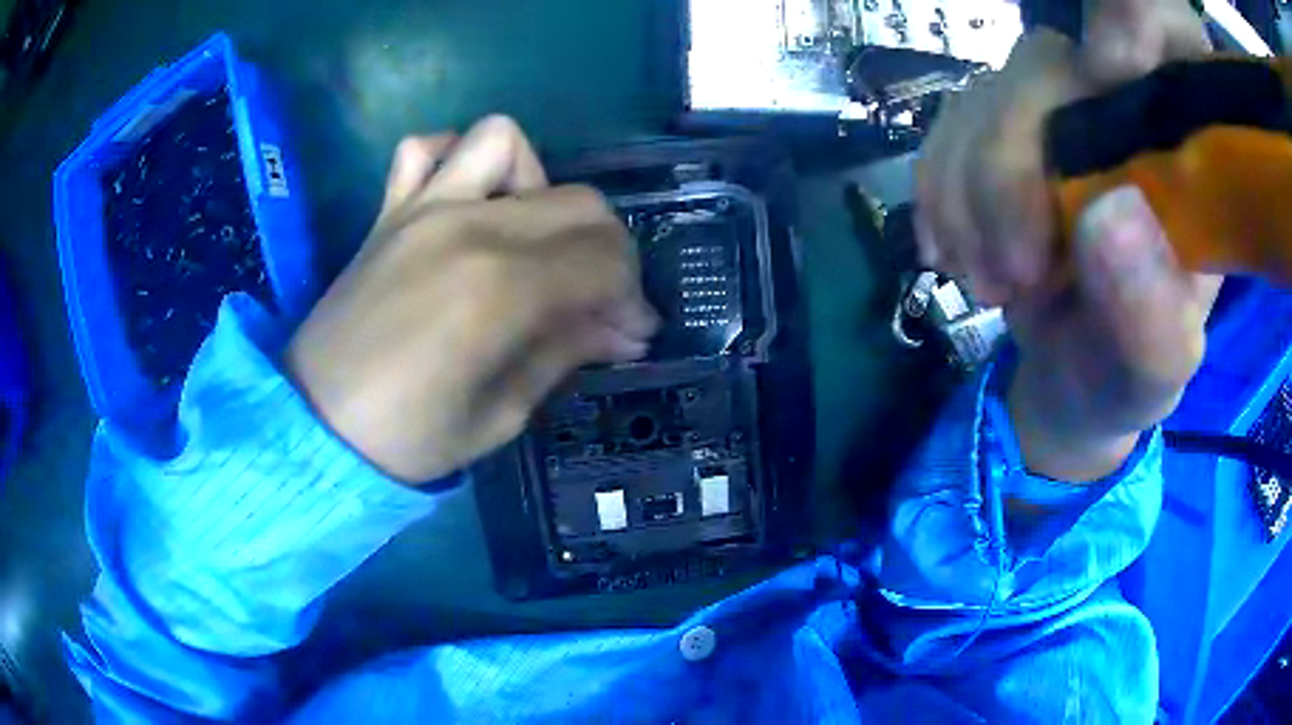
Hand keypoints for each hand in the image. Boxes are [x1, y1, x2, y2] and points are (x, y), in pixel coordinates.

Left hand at [287, 116, 658, 483]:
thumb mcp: (503, 415)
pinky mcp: (390, 211)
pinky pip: (425, 147)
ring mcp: (423, 209)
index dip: (632, 299)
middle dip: (608, 250)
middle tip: (597, 299)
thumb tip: (622, 330)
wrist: (316, 424)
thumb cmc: (408, 437)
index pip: (604, 263)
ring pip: (507, 142)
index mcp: (500, 291)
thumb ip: (565, 353)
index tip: (633, 334)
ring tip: (531, 238)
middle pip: (578, 202)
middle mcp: (468, 229)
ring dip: (539, 183)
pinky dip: (456, 158)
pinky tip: (465, 199)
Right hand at [916, 0, 1221, 480]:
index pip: (1166, 35)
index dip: (1134, 24)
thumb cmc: (1128, 375)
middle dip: (1011, 165)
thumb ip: (1150, 311)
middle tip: (1013, 275)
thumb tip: (1107, 214)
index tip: (1113, 75)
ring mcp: (1053, 115)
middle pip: (1048, 68)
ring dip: (967, 194)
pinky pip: (946, 129)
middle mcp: (1119, 113)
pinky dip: (937, 193)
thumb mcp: (1155, 368)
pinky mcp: (1000, 134)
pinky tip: (950, 254)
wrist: (1072, 382)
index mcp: (1182, 153)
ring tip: (989, 285)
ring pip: (985, 97)